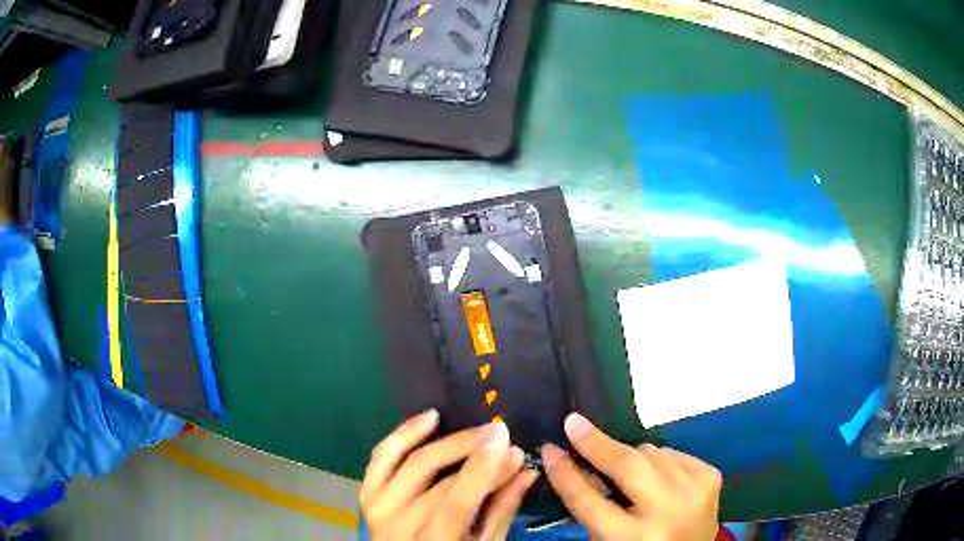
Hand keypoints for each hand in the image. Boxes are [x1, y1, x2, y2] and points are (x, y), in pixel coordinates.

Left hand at [361, 410, 539, 539]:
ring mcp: (377, 507)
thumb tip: (525, 470)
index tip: (508, 442)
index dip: (482, 471)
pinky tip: (429, 418)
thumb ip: (501, 510)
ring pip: (409, 463)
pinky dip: (404, 434)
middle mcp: (396, 525)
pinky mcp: (369, 494)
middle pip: (437, 482)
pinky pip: (382, 458)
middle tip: (501, 432)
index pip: (456, 503)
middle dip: (474, 454)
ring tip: (476, 427)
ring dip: (445, 440)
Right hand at [542, 413, 721, 540]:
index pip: (588, 500)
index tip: (550, 448)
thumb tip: (576, 462)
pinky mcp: (710, 477)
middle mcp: (665, 512)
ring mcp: (693, 491)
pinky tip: (659, 478)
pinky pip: (672, 453)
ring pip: (650, 452)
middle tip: (574, 423)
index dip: (565, 473)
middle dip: (597, 443)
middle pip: (626, 465)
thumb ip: (592, 505)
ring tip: (631, 475)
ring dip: (633, 458)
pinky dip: (659, 460)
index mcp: (630, 538)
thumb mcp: (607, 539)